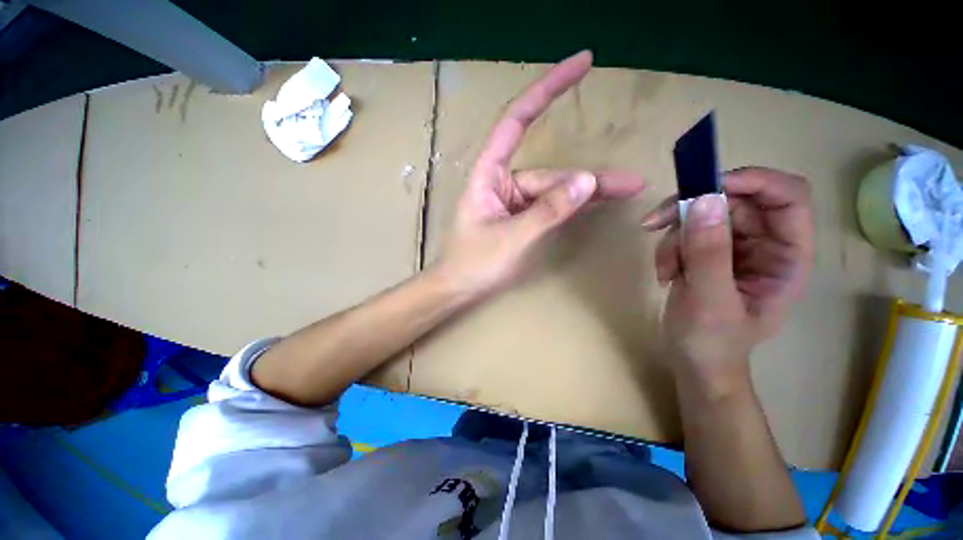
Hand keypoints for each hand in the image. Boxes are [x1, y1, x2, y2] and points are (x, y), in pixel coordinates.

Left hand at [436, 51, 645, 298]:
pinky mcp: (520, 218)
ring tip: (625, 192)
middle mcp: (502, 182)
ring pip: (554, 191)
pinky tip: (597, 202)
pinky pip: (550, 206)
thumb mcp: (511, 238)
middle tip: (629, 183)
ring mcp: (513, 202)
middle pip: (549, 173)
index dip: (546, 89)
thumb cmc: (474, 264)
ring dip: (586, 193)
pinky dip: (572, 205)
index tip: (582, 63)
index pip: (516, 121)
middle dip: (587, 178)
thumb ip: (547, 210)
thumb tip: (586, 180)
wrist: (459, 288)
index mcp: (488, 175)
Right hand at [641, 167, 813, 379]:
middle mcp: (765, 244)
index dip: (753, 181)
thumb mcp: (709, 300)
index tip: (704, 187)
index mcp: (787, 256)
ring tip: (664, 270)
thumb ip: (709, 252)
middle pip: (733, 200)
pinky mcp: (708, 252)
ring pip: (702, 214)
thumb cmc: (712, 342)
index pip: (787, 196)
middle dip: (691, 211)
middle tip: (655, 224)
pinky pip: (685, 231)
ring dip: (674, 237)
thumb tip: (704, 200)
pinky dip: (668, 247)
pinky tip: (664, 273)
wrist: (694, 362)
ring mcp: (735, 247)